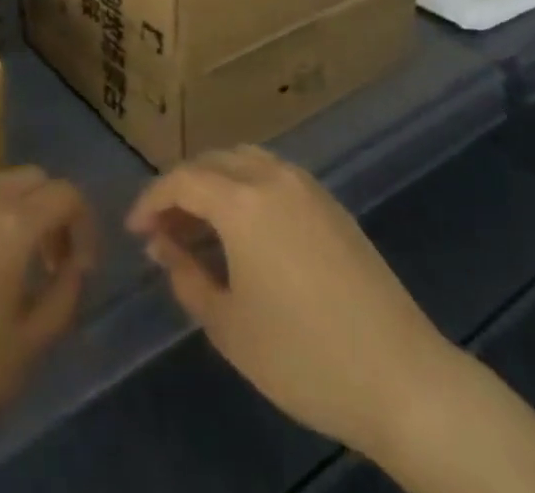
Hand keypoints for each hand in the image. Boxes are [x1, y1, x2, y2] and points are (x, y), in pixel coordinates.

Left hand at [0, 166, 95, 492]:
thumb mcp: (21, 353)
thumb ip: (63, 300)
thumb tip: (75, 267)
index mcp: (11, 221)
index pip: (67, 194)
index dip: (83, 226)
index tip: (79, 266)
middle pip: (32, 179)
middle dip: (50, 213)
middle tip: (47, 263)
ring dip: (13, 212)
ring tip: (4, 265)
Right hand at [126, 146, 453, 461]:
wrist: (399, 374)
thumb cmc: (302, 357)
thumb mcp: (229, 326)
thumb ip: (188, 278)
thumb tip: (164, 246)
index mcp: (242, 201)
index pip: (183, 180)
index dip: (151, 200)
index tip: (135, 230)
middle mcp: (272, 176)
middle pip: (213, 161)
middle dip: (182, 188)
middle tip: (163, 230)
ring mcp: (306, 185)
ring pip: (245, 160)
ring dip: (215, 182)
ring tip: (199, 227)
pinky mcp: (330, 202)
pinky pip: (274, 174)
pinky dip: (246, 187)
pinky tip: (244, 230)